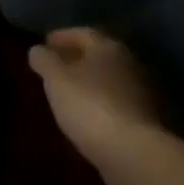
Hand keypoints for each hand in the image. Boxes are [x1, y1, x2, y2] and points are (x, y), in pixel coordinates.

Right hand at [28, 27, 165, 170]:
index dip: (62, 36)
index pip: (83, 33)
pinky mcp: (146, 116)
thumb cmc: (90, 107)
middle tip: (56, 65)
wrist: (133, 151)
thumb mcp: (57, 81)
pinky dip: (101, 100)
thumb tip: (37, 49)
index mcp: (108, 47)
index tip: (45, 42)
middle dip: (77, 57)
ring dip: (90, 80)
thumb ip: (46, 61)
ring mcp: (142, 90)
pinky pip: (117, 100)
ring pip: (110, 77)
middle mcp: (130, 62)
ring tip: (68, 90)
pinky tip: (88, 112)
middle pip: (100, 54)